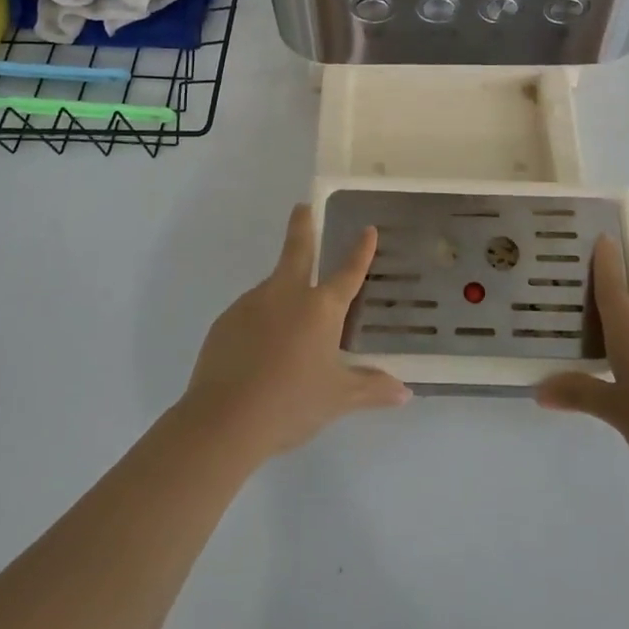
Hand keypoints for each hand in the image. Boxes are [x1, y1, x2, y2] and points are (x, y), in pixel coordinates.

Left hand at [179, 204, 410, 463]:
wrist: (223, 421)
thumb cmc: (291, 403)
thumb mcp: (338, 399)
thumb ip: (371, 389)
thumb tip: (404, 392)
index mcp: (321, 308)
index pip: (348, 272)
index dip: (360, 251)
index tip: (367, 229)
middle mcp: (286, 294)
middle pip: (297, 249)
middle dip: (302, 226)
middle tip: (302, 207)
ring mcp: (251, 304)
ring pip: (272, 288)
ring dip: (282, 294)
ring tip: (287, 332)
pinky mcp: (225, 322)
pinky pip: (250, 315)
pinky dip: (260, 323)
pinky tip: (261, 353)